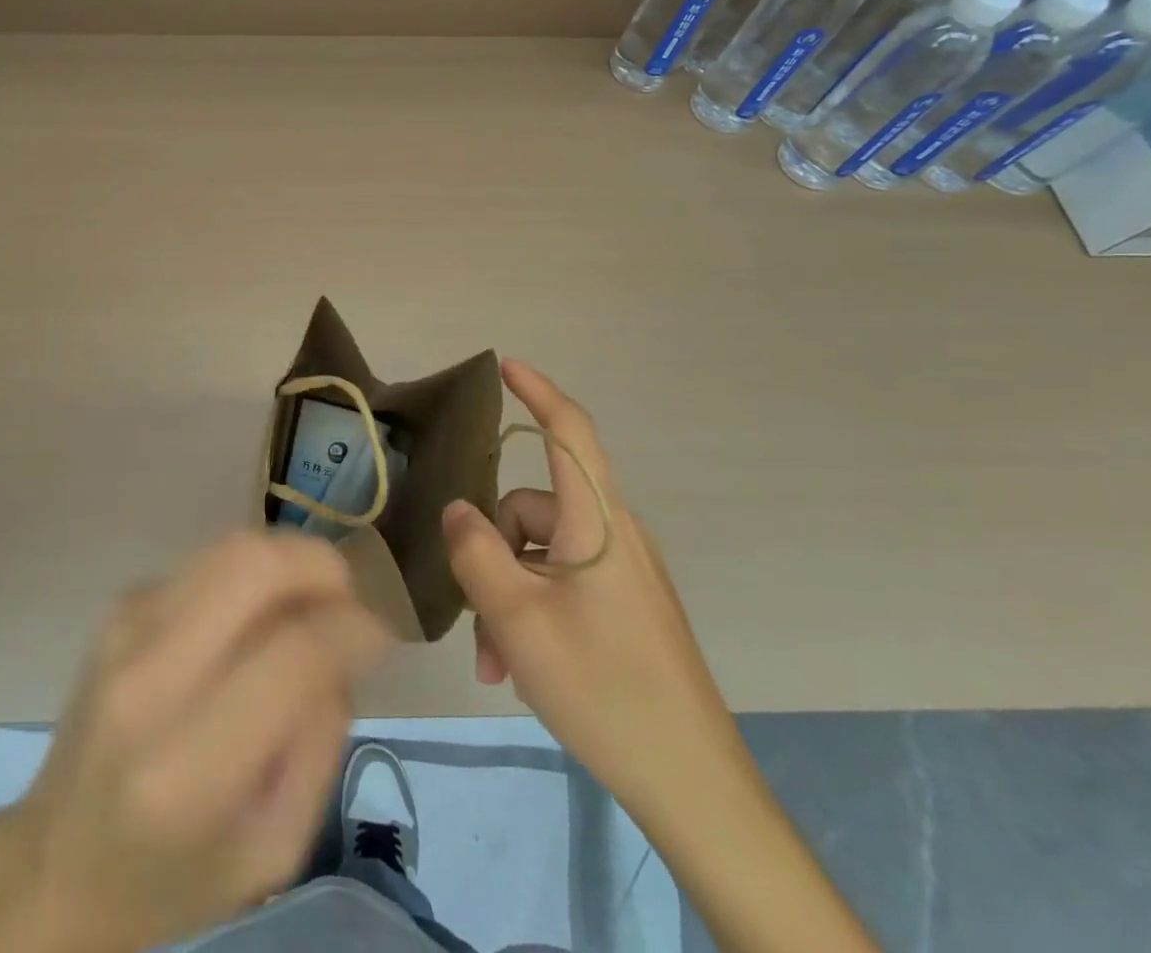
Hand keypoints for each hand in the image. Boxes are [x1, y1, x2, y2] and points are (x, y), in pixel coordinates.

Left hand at [0, 532, 388, 952]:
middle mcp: (147, 677)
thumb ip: (320, 742)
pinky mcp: (121, 601)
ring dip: (289, 561)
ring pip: (231, 546)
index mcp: (186, 768)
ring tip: (311, 603)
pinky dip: (252, 573)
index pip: (292, 655)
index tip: (382, 636)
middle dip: (321, 565)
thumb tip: (345, 639)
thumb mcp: (273, 850)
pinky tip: (257, 616)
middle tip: (349, 598)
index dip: (354, 629)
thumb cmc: (173, 875)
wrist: (57, 860)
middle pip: (253, 565)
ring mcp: (125, 625)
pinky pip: (208, 560)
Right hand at [442, 360, 742, 823]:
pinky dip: (533, 610)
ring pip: (541, 553)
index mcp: (597, 522)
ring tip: (497, 660)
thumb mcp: (517, 619)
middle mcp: (614, 535)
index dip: (538, 391)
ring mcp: (623, 572)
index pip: (570, 432)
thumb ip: (476, 552)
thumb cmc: (602, 687)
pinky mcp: (627, 605)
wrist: (693, 785)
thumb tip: (457, 509)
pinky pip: (563, 583)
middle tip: (476, 620)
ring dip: (507, 593)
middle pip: (533, 509)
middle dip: (492, 552)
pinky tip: (520, 665)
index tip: (506, 364)